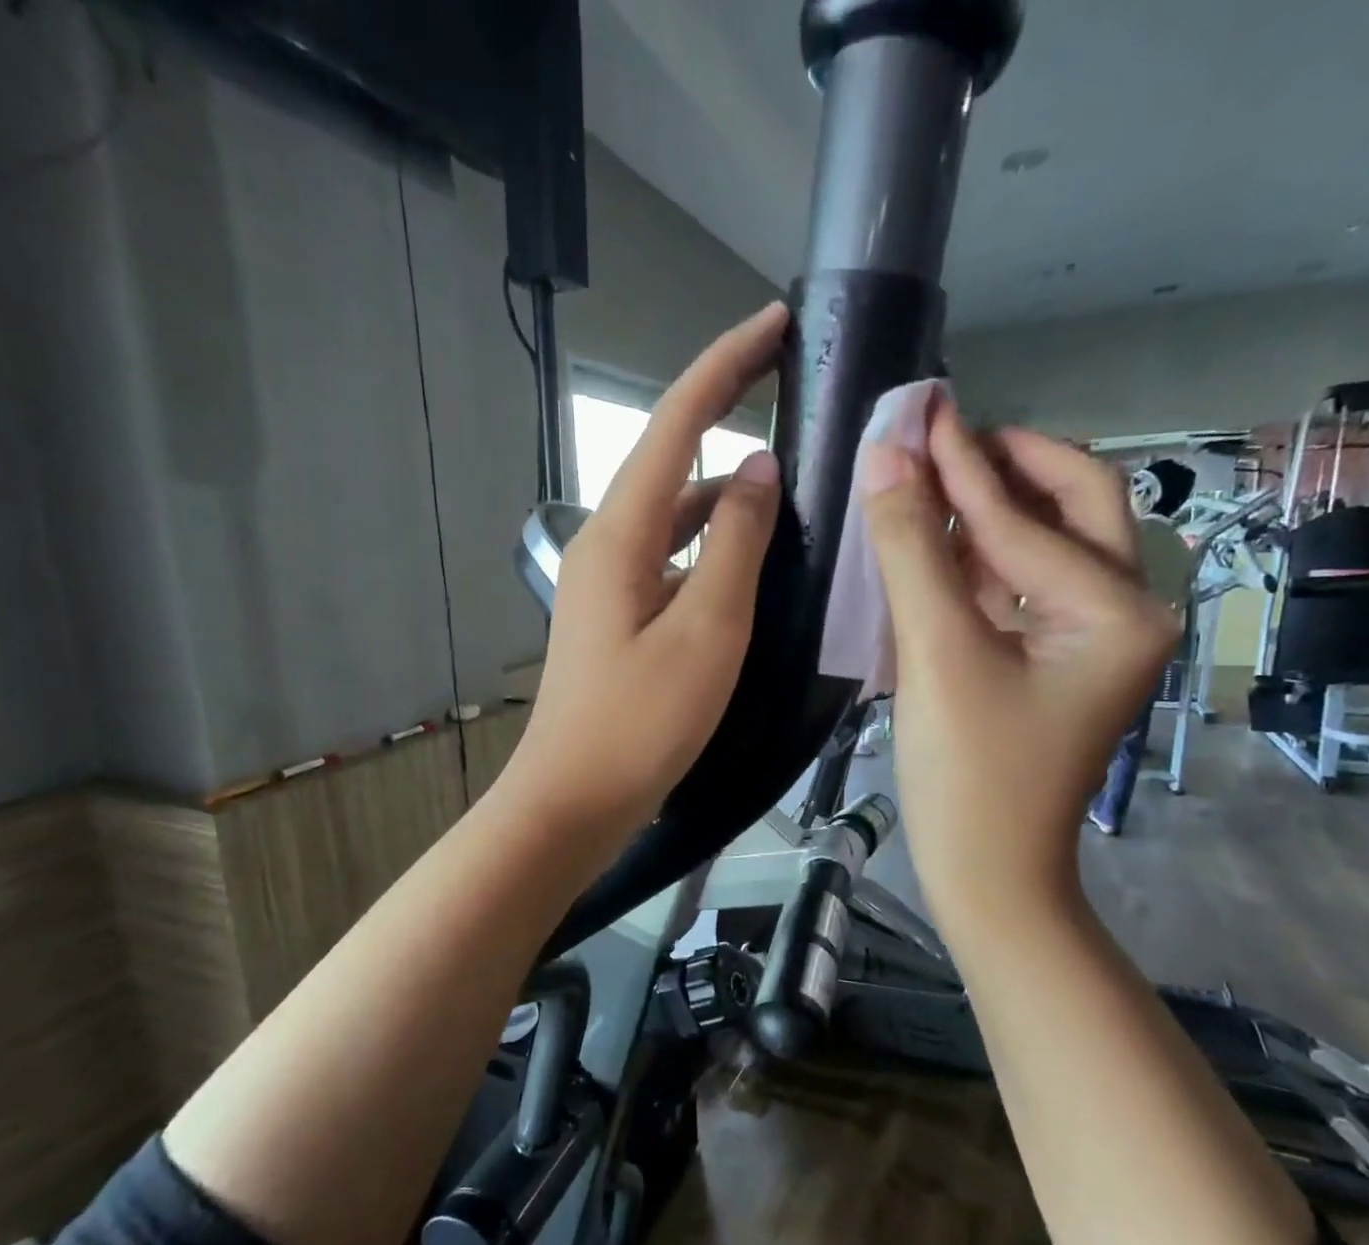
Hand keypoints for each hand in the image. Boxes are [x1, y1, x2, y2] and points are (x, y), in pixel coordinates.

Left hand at [503, 302, 788, 845]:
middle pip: (671, 461)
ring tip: (789, 487)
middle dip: (726, 418)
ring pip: (675, 516)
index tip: (775, 323)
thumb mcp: (707, 630)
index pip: (674, 422)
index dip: (725, 365)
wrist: (574, 797)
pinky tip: (750, 564)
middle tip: (793, 399)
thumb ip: (735, 542)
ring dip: (724, 494)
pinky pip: (672, 560)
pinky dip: (712, 548)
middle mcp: (608, 544)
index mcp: (621, 533)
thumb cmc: (641, 721)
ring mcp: (610, 583)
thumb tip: (755, 467)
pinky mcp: (620, 617)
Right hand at [863, 409, 1178, 924]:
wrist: (986, 875)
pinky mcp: (1056, 661)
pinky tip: (934, 541)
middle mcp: (1124, 614)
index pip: (1028, 520)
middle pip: (1072, 509)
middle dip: (1006, 467)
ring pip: (1045, 546)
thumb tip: (886, 457)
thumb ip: (912, 551)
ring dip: (988, 509)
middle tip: (942, 434)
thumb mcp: (937, 656)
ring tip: (929, 474)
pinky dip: (978, 558)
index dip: (961, 467)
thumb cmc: (969, 775)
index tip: (920, 408)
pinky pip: (1022, 587)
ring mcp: (1093, 639)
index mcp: (1118, 612)